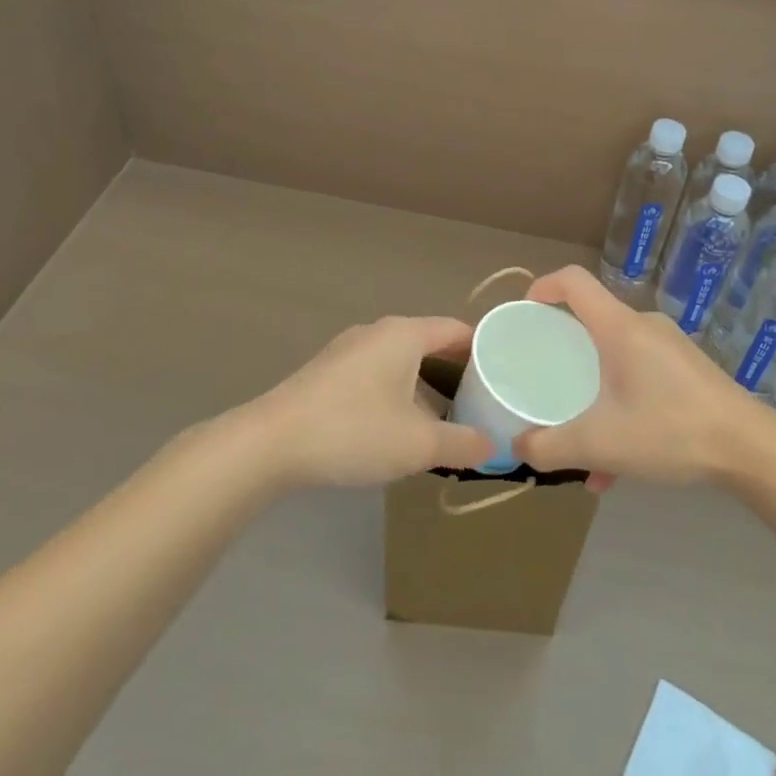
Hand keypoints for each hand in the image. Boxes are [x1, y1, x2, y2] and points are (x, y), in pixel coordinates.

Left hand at [243, 316, 494, 487]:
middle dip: (456, 371)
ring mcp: (348, 350)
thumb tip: (493, 446)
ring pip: (401, 361)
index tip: (505, 374)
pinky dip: (397, 392)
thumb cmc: (353, 431)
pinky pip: (376, 374)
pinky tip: (399, 426)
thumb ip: (463, 444)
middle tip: (483, 400)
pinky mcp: (327, 372)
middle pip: (429, 343)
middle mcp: (377, 332)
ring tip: (446, 418)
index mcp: (404, 334)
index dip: (484, 349)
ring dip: (425, 385)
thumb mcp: (418, 444)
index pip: (456, 330)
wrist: (269, 444)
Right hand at [512, 266, 773, 485]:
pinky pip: (640, 378)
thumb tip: (518, 448)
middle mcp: (644, 327)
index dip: (543, 286)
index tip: (525, 314)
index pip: (573, 281)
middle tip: (546, 385)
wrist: (752, 449)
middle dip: (564, 354)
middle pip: (591, 323)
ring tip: (584, 446)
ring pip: (616, 359)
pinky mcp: (688, 371)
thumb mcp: (599, 444)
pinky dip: (621, 408)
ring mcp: (670, 348)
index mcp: (619, 327)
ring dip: (594, 395)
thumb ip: (550, 447)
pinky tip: (619, 464)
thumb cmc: (670, 431)